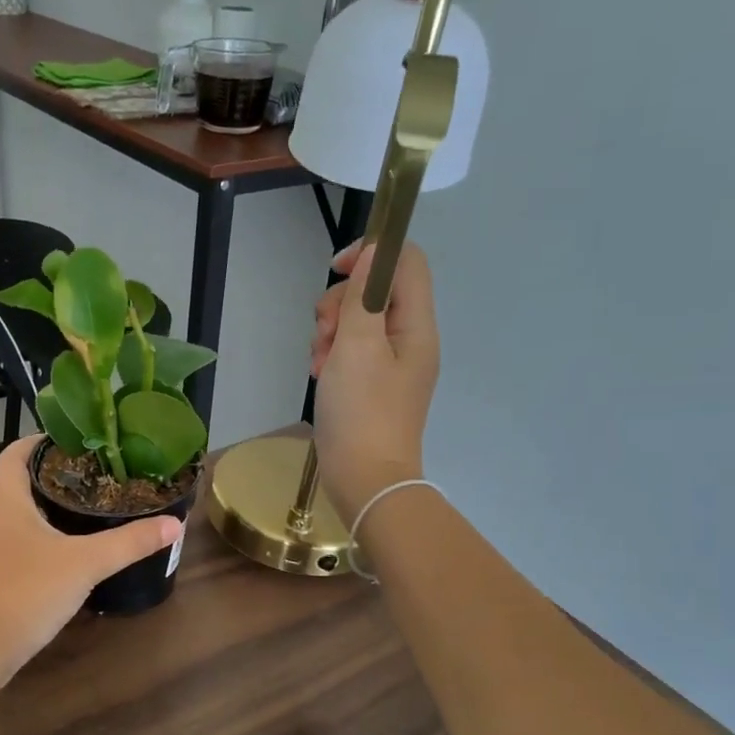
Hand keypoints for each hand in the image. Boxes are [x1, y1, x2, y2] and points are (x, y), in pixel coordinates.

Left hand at [0, 438, 183, 683]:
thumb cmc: (27, 592)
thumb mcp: (86, 564)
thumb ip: (130, 543)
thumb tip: (174, 524)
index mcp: (7, 505)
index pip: (12, 458)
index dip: (33, 443)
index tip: (61, 437)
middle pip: (15, 490)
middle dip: (48, 481)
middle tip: (88, 479)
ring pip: (14, 523)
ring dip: (42, 515)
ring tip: (81, 516)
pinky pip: (12, 551)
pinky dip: (35, 545)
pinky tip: (61, 561)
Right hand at [310, 240, 440, 520]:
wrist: (366, 480)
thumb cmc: (362, 412)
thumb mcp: (356, 347)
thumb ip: (363, 297)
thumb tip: (372, 253)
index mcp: (416, 326)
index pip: (406, 262)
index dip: (371, 254)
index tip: (334, 271)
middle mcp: (410, 340)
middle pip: (376, 292)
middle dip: (340, 304)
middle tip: (323, 333)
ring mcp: (391, 365)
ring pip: (358, 323)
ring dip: (330, 333)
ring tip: (318, 363)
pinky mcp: (373, 386)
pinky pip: (351, 353)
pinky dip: (332, 357)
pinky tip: (319, 375)